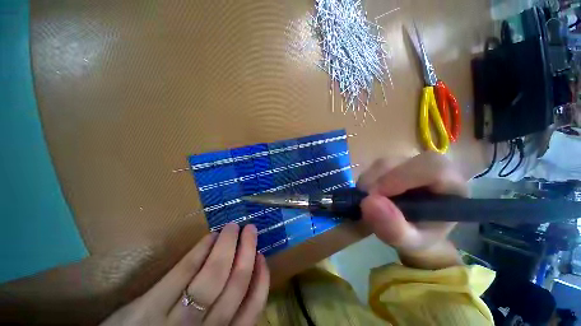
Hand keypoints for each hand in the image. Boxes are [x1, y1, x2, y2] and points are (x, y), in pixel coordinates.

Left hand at [101, 223, 268, 325]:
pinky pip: (182, 274)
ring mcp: (174, 322)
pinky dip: (200, 252)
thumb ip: (222, 317)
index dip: (260, 281)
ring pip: (212, 278)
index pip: (251, 312)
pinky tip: (210, 237)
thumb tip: (243, 279)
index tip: (262, 256)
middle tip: (250, 229)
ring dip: (227, 246)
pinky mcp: (147, 309)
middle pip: (234, 288)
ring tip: (233, 227)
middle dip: (247, 252)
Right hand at [357, 152, 466, 268]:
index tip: (377, 196)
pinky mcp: (394, 163)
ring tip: (368, 202)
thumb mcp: (410, 243)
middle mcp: (431, 168)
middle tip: (367, 201)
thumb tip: (368, 202)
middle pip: (402, 161)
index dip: (402, 177)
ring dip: (369, 181)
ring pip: (384, 163)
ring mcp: (410, 162)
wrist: (415, 229)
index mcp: (451, 185)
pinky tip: (369, 194)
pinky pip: (375, 166)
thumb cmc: (420, 236)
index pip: (433, 168)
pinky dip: (367, 180)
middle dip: (379, 180)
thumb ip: (394, 229)